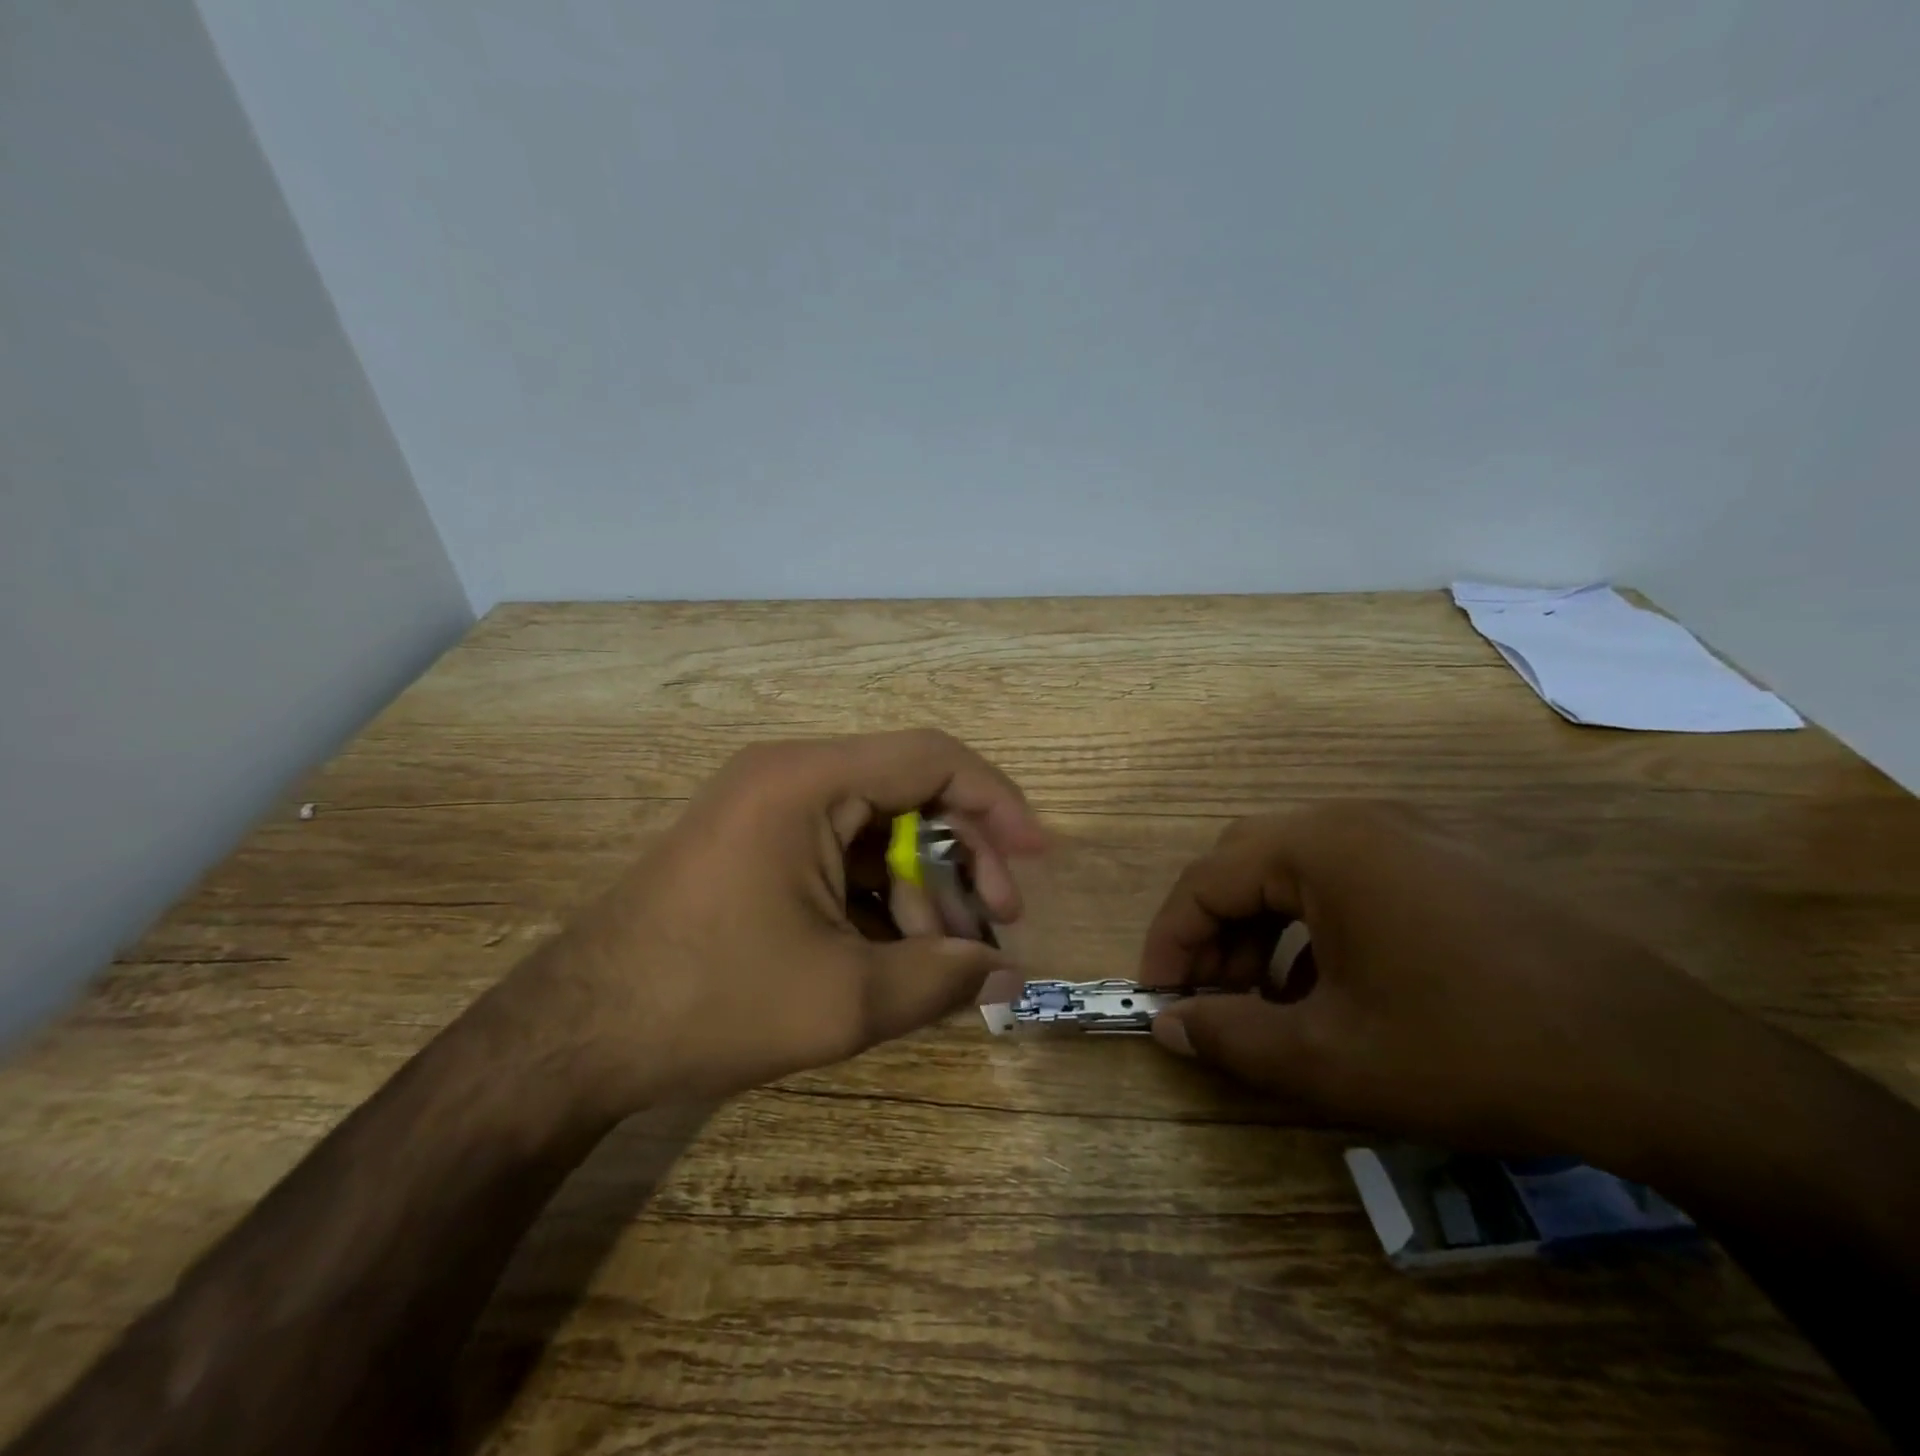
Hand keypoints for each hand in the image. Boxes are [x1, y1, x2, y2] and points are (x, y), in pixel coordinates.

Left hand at [521, 730, 1044, 1106]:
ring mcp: (766, 807)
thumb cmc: (711, 1001)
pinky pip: (839, 851)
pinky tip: (895, 950)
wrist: (573, 1035)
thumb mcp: (844, 998)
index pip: (933, 757)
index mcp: (809, 781)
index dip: (997, 802)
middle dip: (963, 855)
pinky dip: (878, 894)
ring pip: (876, 827)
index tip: (1038, 858)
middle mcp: (789, 775)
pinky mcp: (753, 844)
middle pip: (909, 791)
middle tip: (996, 922)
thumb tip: (1011, 974)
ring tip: (942, 955)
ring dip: (921, 884)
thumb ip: (943, 979)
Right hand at [1139, 801, 1742, 1162]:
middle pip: (1248, 863)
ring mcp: (1412, 838)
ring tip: (1260, 1002)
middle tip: (1204, 997)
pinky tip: (1328, 991)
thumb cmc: (1469, 1050)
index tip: (1156, 997)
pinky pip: (1351, 884)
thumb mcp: (1329, 1059)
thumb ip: (1229, 1039)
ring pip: (1299, 873)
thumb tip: (1167, 1027)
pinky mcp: (1450, 866)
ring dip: (1262, 931)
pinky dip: (1315, 930)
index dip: (1169, 939)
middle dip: (1213, 931)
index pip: (1206, 878)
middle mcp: (1360, 822)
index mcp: (1322, 846)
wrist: (1661, 1067)